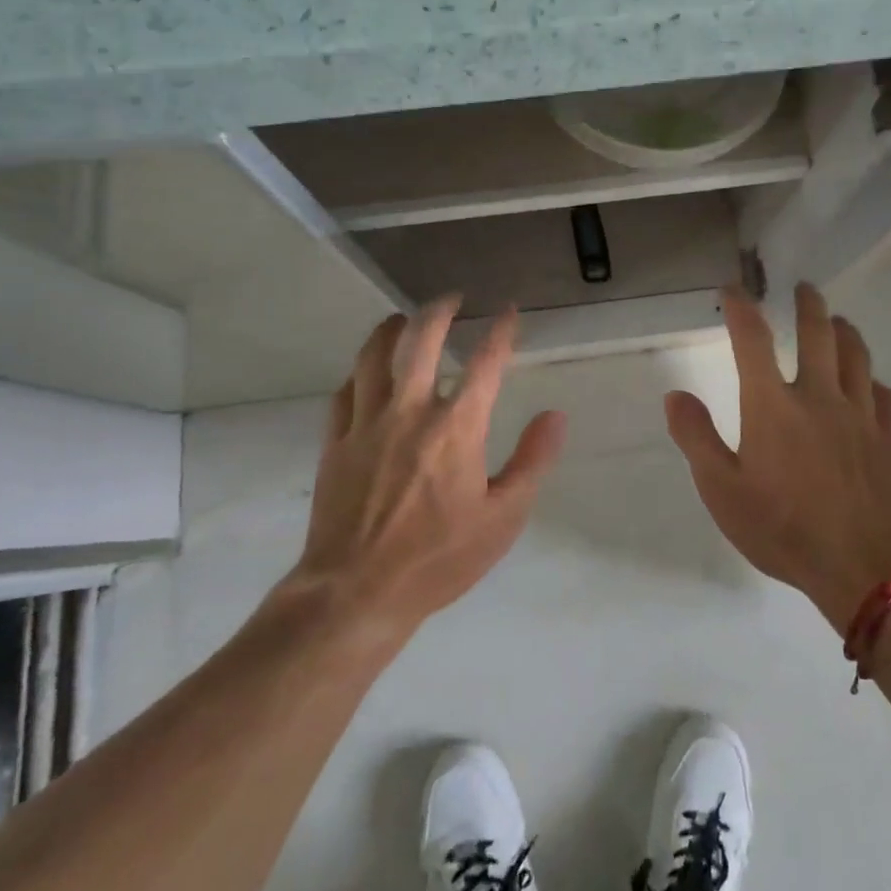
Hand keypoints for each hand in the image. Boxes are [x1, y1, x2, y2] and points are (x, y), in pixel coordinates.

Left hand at [290, 299, 566, 636]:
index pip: (486, 362)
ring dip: (391, 328)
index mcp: (456, 426)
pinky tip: (365, 371)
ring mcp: (366, 423)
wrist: (356, 592)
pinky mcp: (335, 441)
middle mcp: (410, 411)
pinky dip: (359, 372)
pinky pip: (345, 390)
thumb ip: (532, 460)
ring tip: (401, 317)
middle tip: (452, 298)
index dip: (501, 330)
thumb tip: (555, 414)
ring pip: (374, 355)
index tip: (509, 311)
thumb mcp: (503, 517)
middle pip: (422, 340)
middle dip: (440, 310)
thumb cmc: (439, 558)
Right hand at [666, 283, 890, 631]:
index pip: (753, 340)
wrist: (864, 567)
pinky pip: (886, 397)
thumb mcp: (722, 491)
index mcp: (773, 405)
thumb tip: (676, 396)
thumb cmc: (783, 529)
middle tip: (804, 288)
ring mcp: (861, 415)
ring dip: (845, 331)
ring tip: (838, 320)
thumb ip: (697, 438)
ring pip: (856, 356)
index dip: (741, 309)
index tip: (733, 289)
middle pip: (818, 334)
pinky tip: (871, 386)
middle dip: (808, 305)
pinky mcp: (890, 438)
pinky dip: (875, 382)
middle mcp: (819, 396)